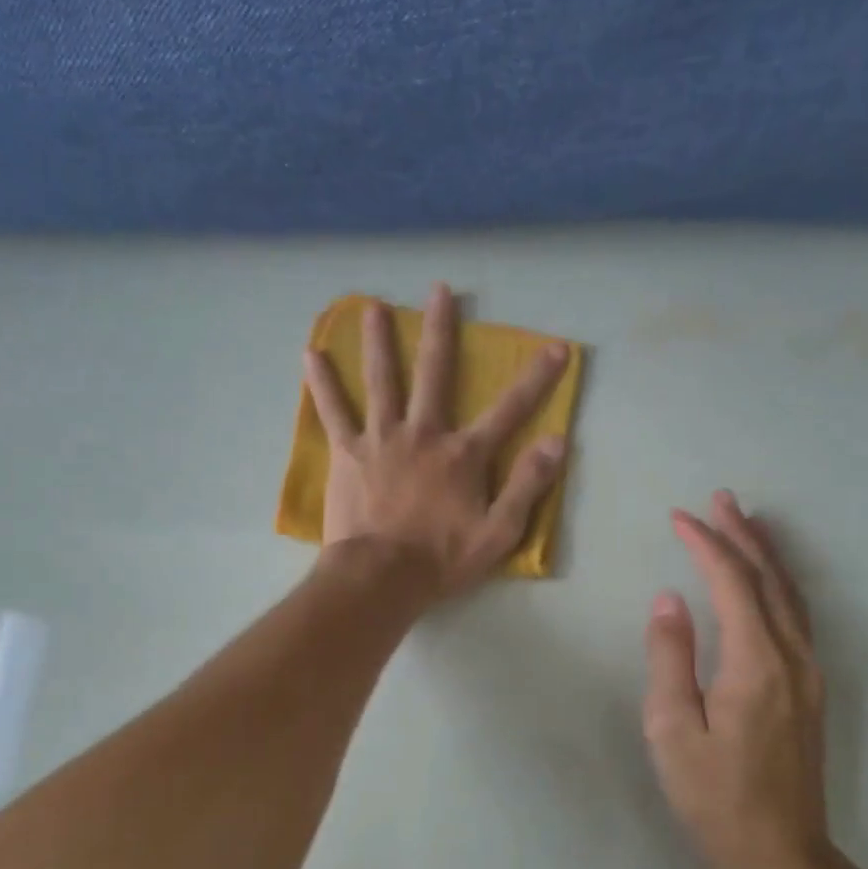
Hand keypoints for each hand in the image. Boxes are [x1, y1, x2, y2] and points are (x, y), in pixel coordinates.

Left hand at [303, 284, 569, 596]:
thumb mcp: (498, 532)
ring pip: (381, 380)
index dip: (537, 379)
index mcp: (462, 455)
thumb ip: (527, 485)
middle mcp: (422, 434)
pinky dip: (322, 384)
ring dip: (378, 341)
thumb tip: (557, 442)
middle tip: (440, 291)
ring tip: (372, 306)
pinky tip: (311, 354)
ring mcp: (381, 439)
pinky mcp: (348, 453)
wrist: (380, 577)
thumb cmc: (441, 559)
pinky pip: (333, 412)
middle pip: (434, 373)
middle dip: (441, 330)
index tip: (556, 347)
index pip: (509, 409)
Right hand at [642, 491, 834, 868]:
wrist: (780, 854)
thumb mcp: (673, 731)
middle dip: (743, 535)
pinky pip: (797, 616)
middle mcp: (792, 657)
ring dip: (766, 554)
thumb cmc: (714, 797)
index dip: (706, 545)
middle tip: (720, 498)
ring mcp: (809, 673)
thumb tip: (668, 600)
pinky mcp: (810, 688)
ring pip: (791, 595)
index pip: (732, 584)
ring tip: (745, 521)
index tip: (678, 517)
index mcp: (756, 664)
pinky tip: (768, 579)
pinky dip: (780, 584)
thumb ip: (670, 659)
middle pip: (769, 579)